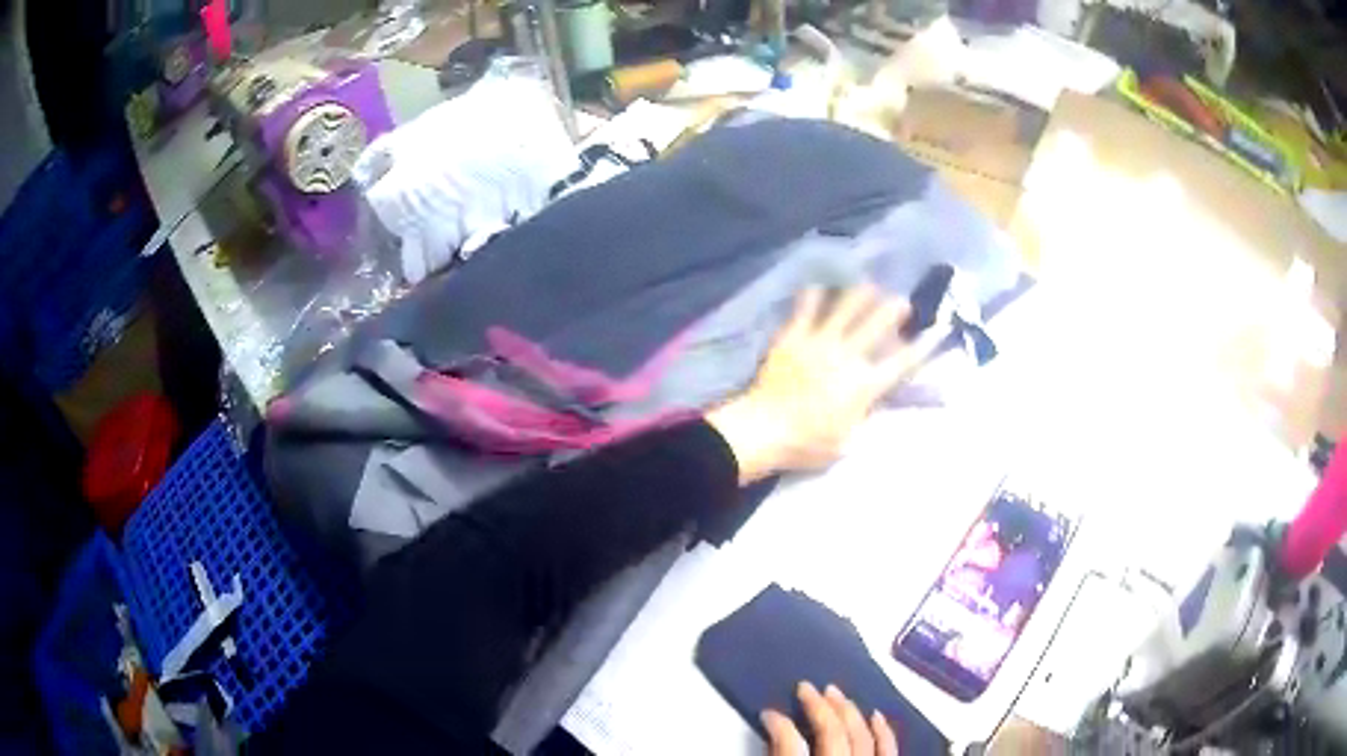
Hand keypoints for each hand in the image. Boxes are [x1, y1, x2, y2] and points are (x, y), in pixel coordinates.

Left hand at [706, 286, 914, 483]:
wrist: (764, 428)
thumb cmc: (807, 444)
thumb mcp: (847, 442)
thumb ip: (864, 418)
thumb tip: (875, 405)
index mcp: (865, 385)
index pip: (901, 362)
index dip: (921, 347)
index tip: (934, 333)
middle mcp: (848, 356)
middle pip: (877, 324)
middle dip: (893, 309)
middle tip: (901, 301)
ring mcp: (819, 342)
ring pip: (845, 308)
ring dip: (860, 296)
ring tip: (868, 287)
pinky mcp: (793, 337)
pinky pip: (806, 309)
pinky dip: (814, 297)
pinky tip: (818, 287)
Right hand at [762, 682, 897, 755]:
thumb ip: (779, 754)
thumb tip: (773, 730)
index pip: (790, 744)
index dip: (778, 725)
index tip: (769, 712)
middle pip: (833, 733)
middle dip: (819, 707)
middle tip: (805, 687)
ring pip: (862, 736)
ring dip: (849, 712)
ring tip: (836, 693)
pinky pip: (889, 750)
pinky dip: (883, 732)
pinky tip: (876, 715)